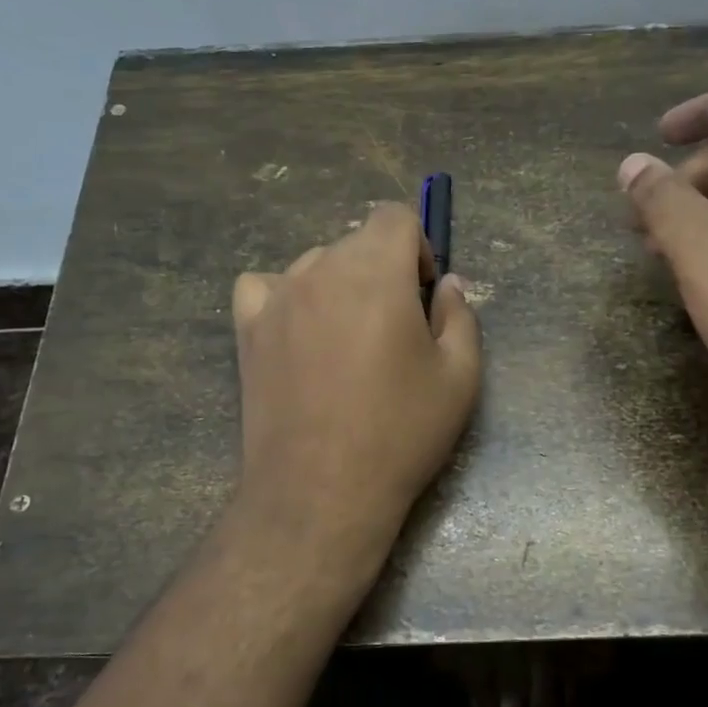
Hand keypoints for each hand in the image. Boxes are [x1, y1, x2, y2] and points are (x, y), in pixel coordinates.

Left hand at [232, 203, 481, 555]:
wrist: (321, 490)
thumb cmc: (400, 432)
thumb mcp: (460, 376)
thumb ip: (460, 315)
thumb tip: (446, 284)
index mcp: (376, 271)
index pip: (394, 216)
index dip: (417, 247)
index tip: (422, 294)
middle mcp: (320, 270)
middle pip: (356, 242)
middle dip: (382, 271)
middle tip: (393, 329)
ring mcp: (277, 298)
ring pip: (314, 265)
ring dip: (338, 285)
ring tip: (346, 341)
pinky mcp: (247, 329)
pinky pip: (264, 287)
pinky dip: (285, 297)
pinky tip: (298, 332)